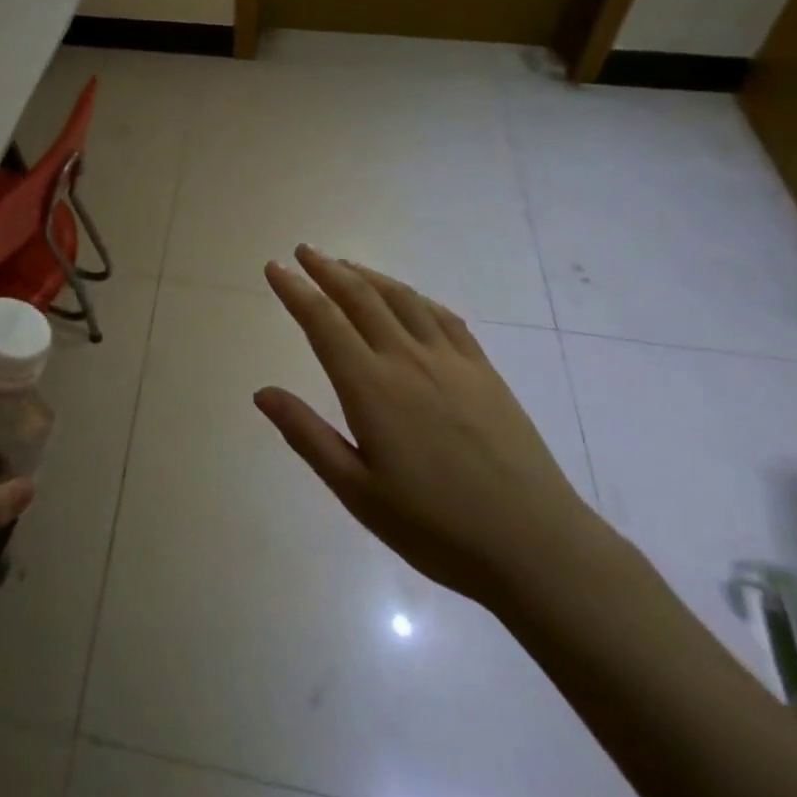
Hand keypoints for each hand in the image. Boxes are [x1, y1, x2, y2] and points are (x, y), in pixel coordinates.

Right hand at [256, 245, 605, 607]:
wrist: (535, 546)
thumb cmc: (435, 527)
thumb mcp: (357, 492)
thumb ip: (307, 435)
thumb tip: (261, 392)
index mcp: (371, 386)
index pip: (323, 321)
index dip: (295, 290)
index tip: (275, 267)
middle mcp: (407, 359)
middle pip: (360, 297)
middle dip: (327, 269)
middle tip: (304, 251)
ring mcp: (450, 360)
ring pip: (401, 299)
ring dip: (368, 275)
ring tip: (345, 264)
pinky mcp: (483, 371)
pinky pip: (443, 317)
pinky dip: (416, 297)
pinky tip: (408, 298)